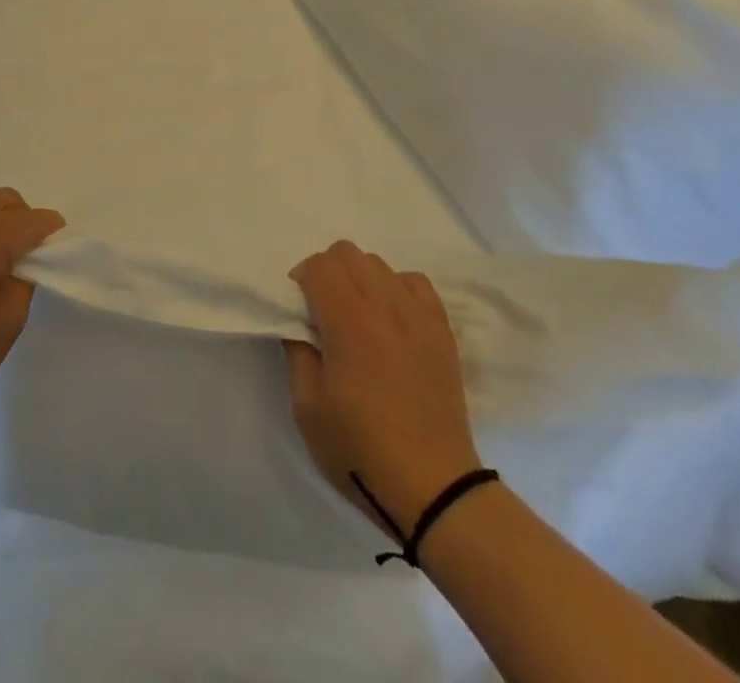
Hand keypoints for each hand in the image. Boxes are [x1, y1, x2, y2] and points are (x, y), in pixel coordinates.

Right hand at [285, 242, 484, 537]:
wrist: (432, 486)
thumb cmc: (360, 450)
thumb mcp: (307, 408)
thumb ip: (298, 352)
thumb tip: (299, 323)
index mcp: (348, 319)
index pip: (319, 265)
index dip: (302, 279)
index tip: (299, 309)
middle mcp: (384, 303)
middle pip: (348, 253)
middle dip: (327, 271)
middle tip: (322, 311)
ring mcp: (418, 313)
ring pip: (380, 264)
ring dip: (359, 279)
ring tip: (357, 318)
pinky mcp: (441, 329)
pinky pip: (414, 282)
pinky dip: (396, 288)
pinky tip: (391, 319)